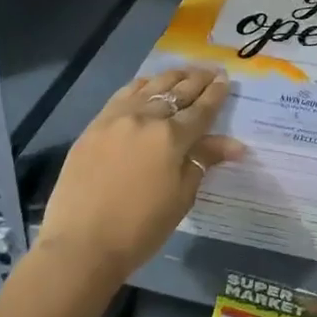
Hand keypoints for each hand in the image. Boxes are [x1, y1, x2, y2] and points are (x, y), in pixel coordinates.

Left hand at [39, 66, 243, 286]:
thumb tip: (235, 145)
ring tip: (184, 73)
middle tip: (212, 71)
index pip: (201, 109)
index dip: (216, 94)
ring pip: (150, 87)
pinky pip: (123, 95)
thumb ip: (203, 162)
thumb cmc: (140, 228)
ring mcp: (116, 118)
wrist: (81, 245)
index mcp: (171, 137)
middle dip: (198, 80)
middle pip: (177, 92)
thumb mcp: (181, 197)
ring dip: (171, 78)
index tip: (227, 79)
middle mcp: (145, 118)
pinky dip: (141, 86)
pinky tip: (147, 85)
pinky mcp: (94, 126)